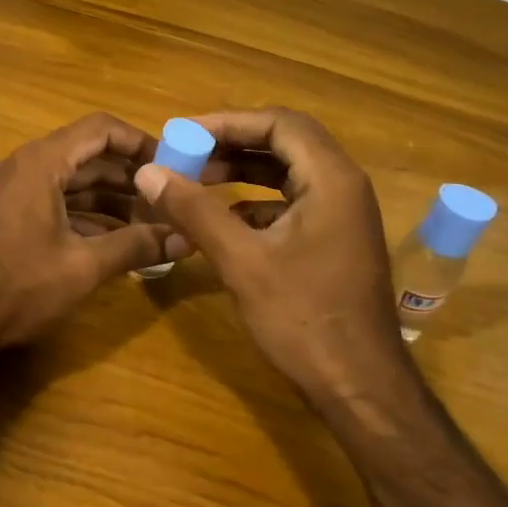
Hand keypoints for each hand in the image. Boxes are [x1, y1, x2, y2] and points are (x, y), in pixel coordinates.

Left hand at [0, 114, 178, 351]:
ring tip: (151, 223)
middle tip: (170, 199)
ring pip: (72, 182)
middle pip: (88, 156)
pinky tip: (114, 239)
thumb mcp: (82, 267)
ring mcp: (13, 192)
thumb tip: (186, 239)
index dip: (140, 141)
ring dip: (111, 199)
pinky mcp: (7, 216)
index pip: (100, 129)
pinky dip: (86, 215)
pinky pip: (55, 202)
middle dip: (131, 177)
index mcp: (41, 163)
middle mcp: (25, 167)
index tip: (173, 164)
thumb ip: (136, 246)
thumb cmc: (16, 287)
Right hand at [134, 107, 413, 400]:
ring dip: (244, 171)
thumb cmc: (302, 318)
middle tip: (187, 153)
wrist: (359, 384)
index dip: (228, 121)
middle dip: (234, 142)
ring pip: (288, 172)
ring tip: (197, 179)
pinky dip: (256, 202)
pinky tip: (223, 220)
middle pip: (286, 142)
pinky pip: (292, 202)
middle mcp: (343, 186)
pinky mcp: (334, 240)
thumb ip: (194, 210)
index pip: (279, 123)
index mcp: (331, 179)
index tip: (184, 133)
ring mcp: (342, 214)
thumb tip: (148, 171)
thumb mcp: (241, 261)